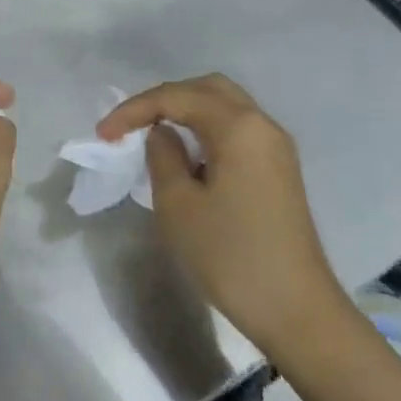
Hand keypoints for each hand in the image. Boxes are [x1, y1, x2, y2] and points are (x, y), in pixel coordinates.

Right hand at [99, 74, 342, 354]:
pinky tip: (186, 156)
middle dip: (163, 100)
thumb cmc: (231, 257)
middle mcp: (262, 125)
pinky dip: (206, 130)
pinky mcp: (279, 170)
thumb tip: (162, 134)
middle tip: (131, 124)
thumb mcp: (178, 206)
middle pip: (206, 89)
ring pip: (224, 107)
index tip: (103, 134)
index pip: (176, 97)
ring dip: (186, 112)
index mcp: (238, 126)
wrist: (297, 312)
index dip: (134, 109)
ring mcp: (275, 147)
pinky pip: (236, 130)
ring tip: (152, 136)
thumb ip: (162, 156)